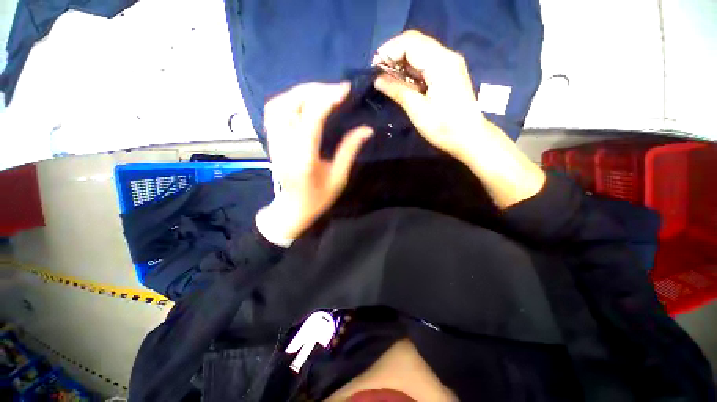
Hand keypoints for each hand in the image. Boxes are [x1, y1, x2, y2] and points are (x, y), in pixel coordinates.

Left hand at [257, 82, 372, 244]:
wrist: (293, 208)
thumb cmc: (318, 198)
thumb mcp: (339, 177)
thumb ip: (350, 150)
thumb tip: (366, 129)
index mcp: (304, 157)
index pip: (311, 118)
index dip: (327, 98)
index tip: (345, 89)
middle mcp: (284, 145)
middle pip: (290, 105)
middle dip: (314, 90)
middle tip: (335, 89)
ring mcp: (274, 142)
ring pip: (278, 104)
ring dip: (300, 92)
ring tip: (321, 92)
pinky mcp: (271, 141)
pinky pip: (274, 111)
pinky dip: (289, 100)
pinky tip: (304, 101)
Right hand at [373, 30, 485, 160]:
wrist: (468, 137)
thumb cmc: (444, 127)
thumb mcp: (418, 110)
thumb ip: (397, 91)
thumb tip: (377, 79)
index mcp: (441, 63)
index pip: (410, 42)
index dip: (389, 50)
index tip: (374, 67)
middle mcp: (446, 56)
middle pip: (415, 43)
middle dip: (393, 55)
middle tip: (378, 73)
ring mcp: (448, 64)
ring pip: (419, 52)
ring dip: (400, 62)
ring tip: (385, 78)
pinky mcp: (447, 73)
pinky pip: (424, 63)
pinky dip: (410, 70)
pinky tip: (400, 81)